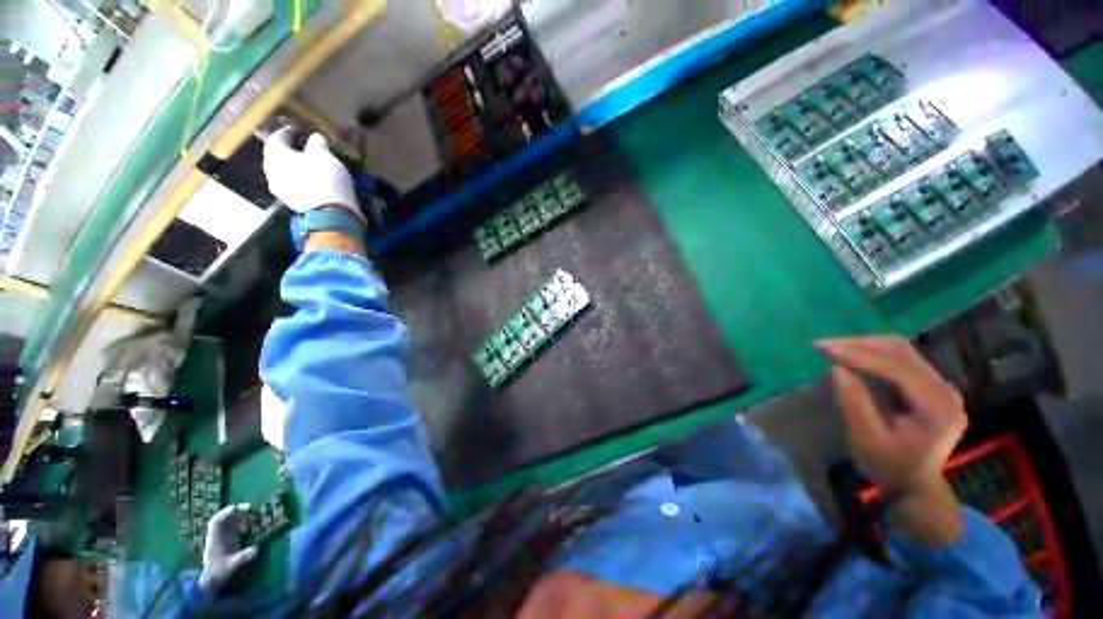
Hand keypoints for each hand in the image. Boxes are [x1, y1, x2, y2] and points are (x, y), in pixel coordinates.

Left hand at [198, 504, 258, 593]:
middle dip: (236, 512)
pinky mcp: (227, 542)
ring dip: (240, 517)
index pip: (216, 522)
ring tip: (252, 516)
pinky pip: (233, 528)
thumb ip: (242, 558)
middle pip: (224, 519)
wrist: (211, 583)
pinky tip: (249, 527)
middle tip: (251, 509)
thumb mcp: (231, 567)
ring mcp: (222, 539)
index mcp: (214, 540)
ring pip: (228, 522)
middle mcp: (217, 537)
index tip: (237, 508)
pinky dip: (241, 524)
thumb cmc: (219, 574)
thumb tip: (256, 549)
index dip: (225, 513)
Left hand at [262, 127, 360, 217]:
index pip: (276, 138)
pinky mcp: (292, 204)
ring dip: (295, 169)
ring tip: (309, 167)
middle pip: (277, 157)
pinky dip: (301, 182)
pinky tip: (313, 182)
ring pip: (284, 174)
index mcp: (275, 155)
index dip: (287, 133)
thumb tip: (315, 138)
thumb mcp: (325, 155)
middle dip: (289, 152)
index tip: (298, 130)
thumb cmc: (325, 178)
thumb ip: (317, 144)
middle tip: (302, 149)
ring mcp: (281, 191)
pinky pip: (294, 187)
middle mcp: (271, 172)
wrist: (330, 214)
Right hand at [817, 336, 966, 496]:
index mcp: (936, 407)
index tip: (824, 349)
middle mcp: (945, 390)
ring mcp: (941, 386)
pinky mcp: (931, 386)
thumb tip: (836, 369)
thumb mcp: (866, 440)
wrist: (915, 485)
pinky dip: (873, 353)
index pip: (898, 368)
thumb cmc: (889, 467)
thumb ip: (854, 403)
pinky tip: (853, 356)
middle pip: (902, 351)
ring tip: (834, 347)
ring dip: (865, 345)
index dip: (859, 356)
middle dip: (860, 344)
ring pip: (901, 350)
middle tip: (824, 345)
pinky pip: (902, 359)